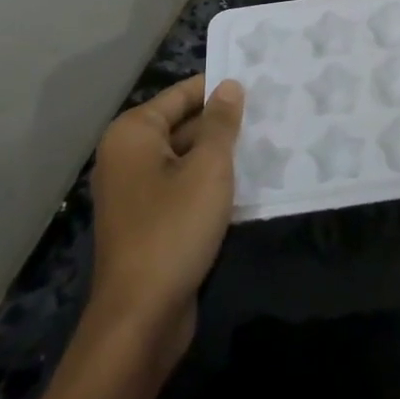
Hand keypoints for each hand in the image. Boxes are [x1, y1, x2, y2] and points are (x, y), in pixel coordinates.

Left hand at [82, 76, 243, 372]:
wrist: (141, 316)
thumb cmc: (174, 228)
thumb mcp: (208, 168)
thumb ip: (220, 123)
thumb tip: (229, 85)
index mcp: (133, 134)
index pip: (182, 94)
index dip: (219, 87)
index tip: (259, 81)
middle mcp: (128, 156)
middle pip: (183, 124)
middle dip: (223, 122)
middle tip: (271, 111)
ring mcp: (136, 191)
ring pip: (186, 158)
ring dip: (221, 154)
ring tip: (268, 141)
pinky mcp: (149, 221)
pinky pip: (183, 186)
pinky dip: (210, 182)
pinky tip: (248, 182)